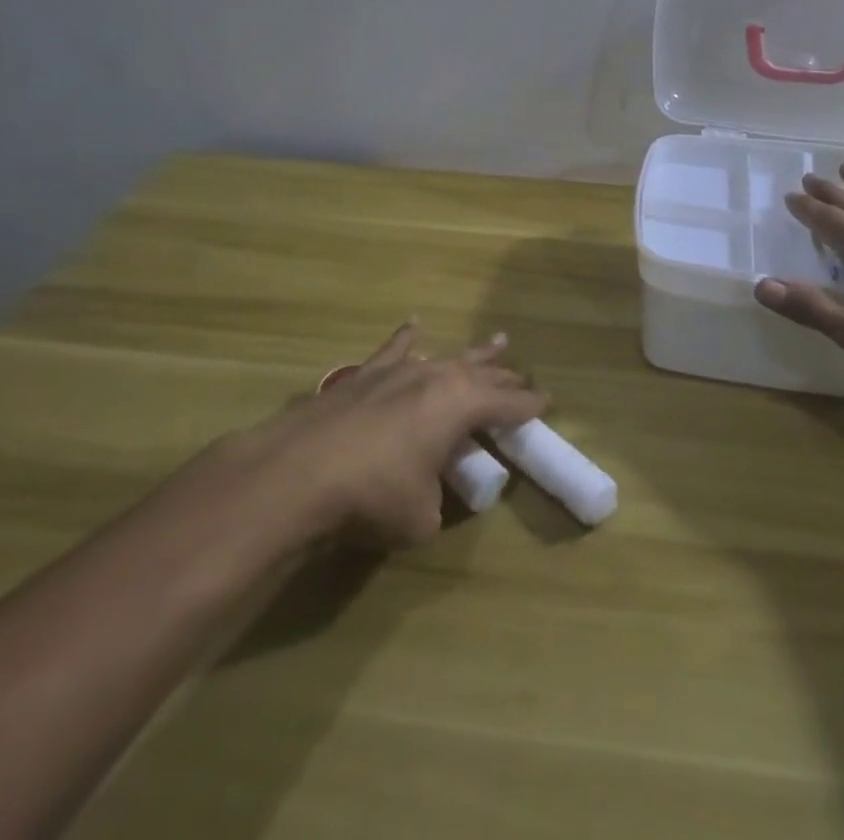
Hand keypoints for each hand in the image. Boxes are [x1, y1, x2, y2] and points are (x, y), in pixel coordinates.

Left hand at [246, 323, 545, 547]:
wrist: (298, 472)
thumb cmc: (372, 496)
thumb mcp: (422, 518)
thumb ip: (440, 502)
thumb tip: (435, 495)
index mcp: (460, 406)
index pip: (507, 403)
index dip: (528, 405)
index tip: (546, 402)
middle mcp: (435, 378)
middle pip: (481, 373)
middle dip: (505, 376)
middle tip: (524, 376)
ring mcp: (397, 371)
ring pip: (446, 356)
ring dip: (472, 354)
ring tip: (496, 341)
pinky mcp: (362, 376)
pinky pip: (394, 350)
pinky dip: (408, 339)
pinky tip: (414, 326)